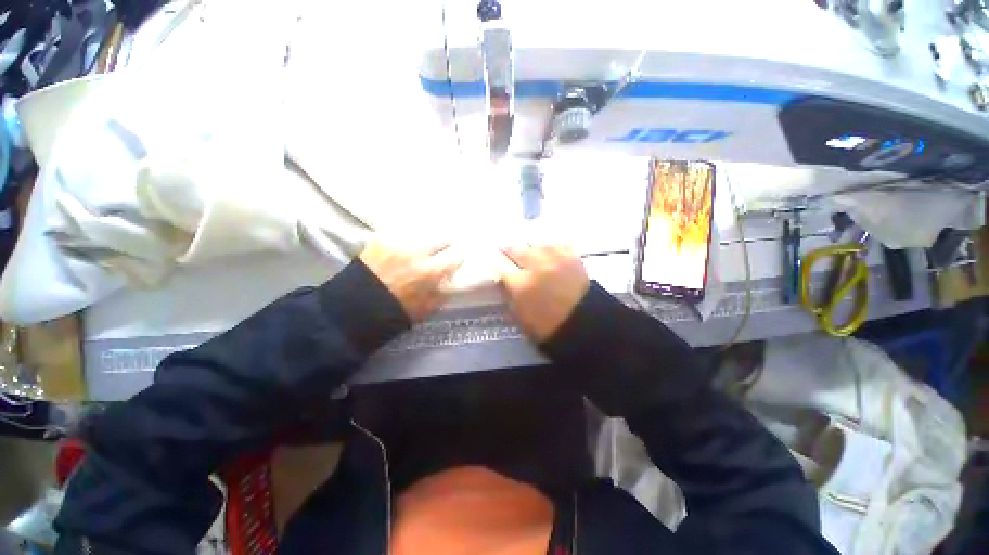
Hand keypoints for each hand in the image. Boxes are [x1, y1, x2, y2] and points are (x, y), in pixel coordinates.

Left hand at [359, 240, 461, 321]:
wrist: (356, 307)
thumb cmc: (394, 311)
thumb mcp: (425, 309)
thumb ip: (441, 294)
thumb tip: (449, 282)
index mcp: (430, 272)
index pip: (454, 258)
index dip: (458, 258)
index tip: (458, 258)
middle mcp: (417, 253)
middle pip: (441, 238)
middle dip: (446, 242)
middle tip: (446, 244)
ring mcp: (398, 244)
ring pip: (422, 231)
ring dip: (427, 235)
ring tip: (426, 239)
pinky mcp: (381, 239)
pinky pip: (400, 231)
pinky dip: (406, 234)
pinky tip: (406, 239)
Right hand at [500, 244, 589, 341]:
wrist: (586, 325)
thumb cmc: (549, 328)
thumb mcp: (521, 318)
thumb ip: (510, 297)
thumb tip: (503, 282)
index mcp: (522, 286)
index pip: (501, 267)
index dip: (497, 263)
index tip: (495, 262)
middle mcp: (537, 267)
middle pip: (517, 250)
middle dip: (509, 250)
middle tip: (506, 250)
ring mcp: (556, 259)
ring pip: (536, 244)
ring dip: (530, 248)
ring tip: (529, 251)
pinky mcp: (572, 257)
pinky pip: (556, 245)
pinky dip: (549, 247)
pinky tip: (547, 251)